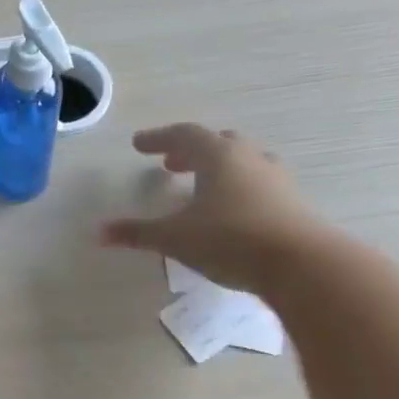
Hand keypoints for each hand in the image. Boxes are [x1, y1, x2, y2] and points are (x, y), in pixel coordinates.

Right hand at [100, 124, 319, 294]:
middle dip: (190, 151)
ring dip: (217, 168)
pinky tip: (231, 210)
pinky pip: (257, 183)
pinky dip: (237, 188)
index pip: (184, 135)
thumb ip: (138, 234)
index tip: (139, 145)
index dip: (158, 139)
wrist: (299, 262)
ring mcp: (274, 178)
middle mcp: (248, 158)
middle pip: (217, 143)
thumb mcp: (175, 238)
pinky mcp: (290, 202)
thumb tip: (99, 233)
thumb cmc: (229, 240)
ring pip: (242, 162)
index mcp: (218, 156)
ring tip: (202, 185)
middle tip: (171, 163)